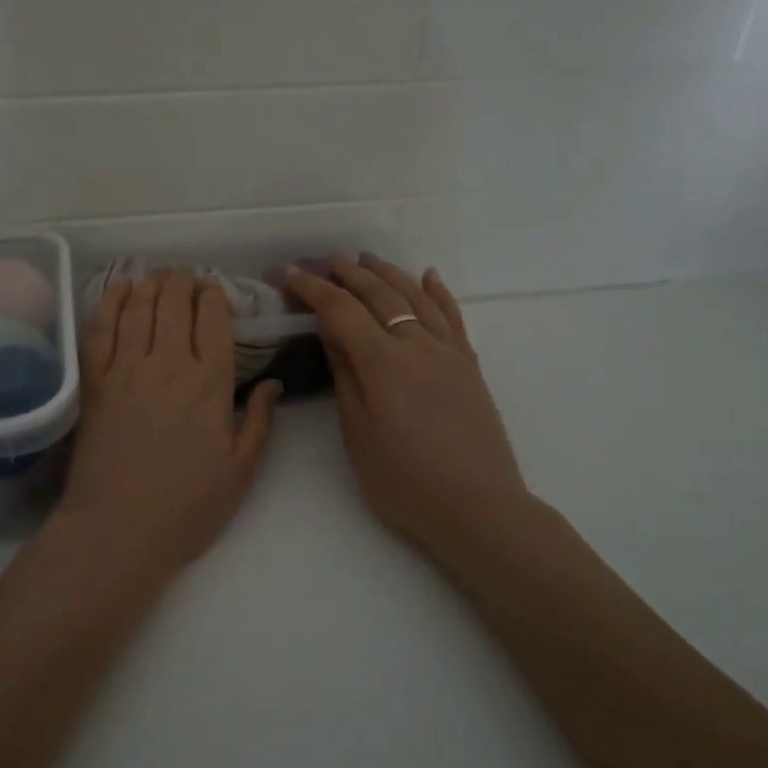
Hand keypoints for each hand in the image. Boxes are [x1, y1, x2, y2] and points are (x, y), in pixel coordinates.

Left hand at [53, 269, 279, 577]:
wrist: (117, 530)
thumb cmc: (186, 508)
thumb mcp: (240, 472)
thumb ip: (260, 423)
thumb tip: (274, 384)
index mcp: (210, 384)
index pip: (214, 320)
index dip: (214, 297)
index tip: (214, 291)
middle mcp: (169, 364)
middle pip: (175, 303)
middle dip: (183, 283)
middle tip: (186, 279)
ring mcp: (127, 369)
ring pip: (140, 308)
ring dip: (151, 285)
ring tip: (159, 276)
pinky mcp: (94, 382)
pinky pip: (100, 328)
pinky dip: (111, 302)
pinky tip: (120, 289)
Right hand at [285, 254, 532, 556]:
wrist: (478, 507)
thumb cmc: (405, 480)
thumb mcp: (358, 433)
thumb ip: (345, 376)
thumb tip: (331, 332)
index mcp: (382, 362)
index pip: (341, 310)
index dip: (313, 288)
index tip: (289, 273)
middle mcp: (417, 344)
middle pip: (379, 294)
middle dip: (348, 272)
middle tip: (324, 260)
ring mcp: (448, 351)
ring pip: (416, 296)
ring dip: (389, 273)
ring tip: (367, 259)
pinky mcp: (469, 364)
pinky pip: (453, 315)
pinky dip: (438, 291)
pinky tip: (429, 275)